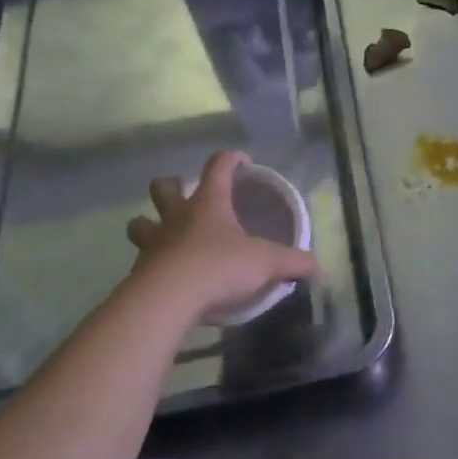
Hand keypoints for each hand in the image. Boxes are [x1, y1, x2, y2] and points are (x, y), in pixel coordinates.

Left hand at [126, 151, 318, 321]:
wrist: (167, 299)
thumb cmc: (219, 267)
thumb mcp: (266, 263)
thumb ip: (293, 262)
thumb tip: (318, 266)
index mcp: (208, 203)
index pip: (218, 166)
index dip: (231, 159)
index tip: (243, 163)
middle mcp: (177, 216)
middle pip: (164, 187)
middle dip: (172, 186)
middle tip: (186, 197)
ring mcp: (154, 242)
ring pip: (139, 223)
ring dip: (148, 224)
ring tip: (163, 235)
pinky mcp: (139, 271)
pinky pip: (141, 260)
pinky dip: (150, 264)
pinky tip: (164, 276)